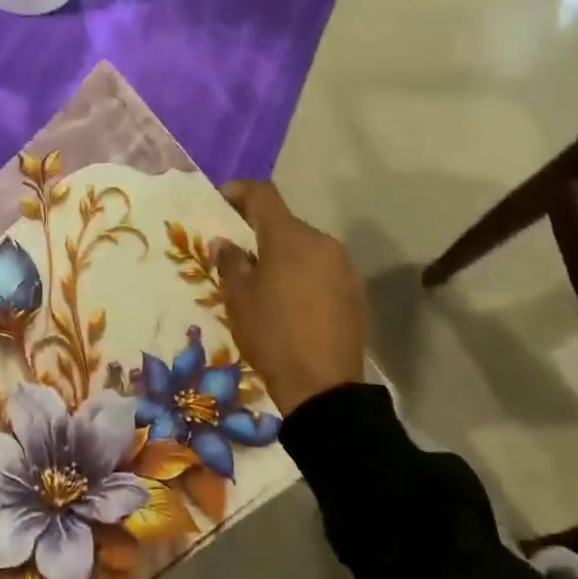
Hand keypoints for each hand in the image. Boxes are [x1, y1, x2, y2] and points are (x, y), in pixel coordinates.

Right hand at [216, 181, 371, 414]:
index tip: (221, 201)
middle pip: (285, 223)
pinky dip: (303, 274)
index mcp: (290, 237)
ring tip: (264, 281)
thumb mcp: (238, 298)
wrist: (324, 387)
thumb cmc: (272, 334)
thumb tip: (225, 242)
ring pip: (305, 247)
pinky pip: (322, 269)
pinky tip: (291, 301)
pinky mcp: (356, 291)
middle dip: (259, 230)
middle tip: (237, 250)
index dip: (239, 191)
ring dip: (283, 254)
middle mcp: (322, 242)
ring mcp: (344, 266)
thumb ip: (230, 261)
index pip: (263, 194)